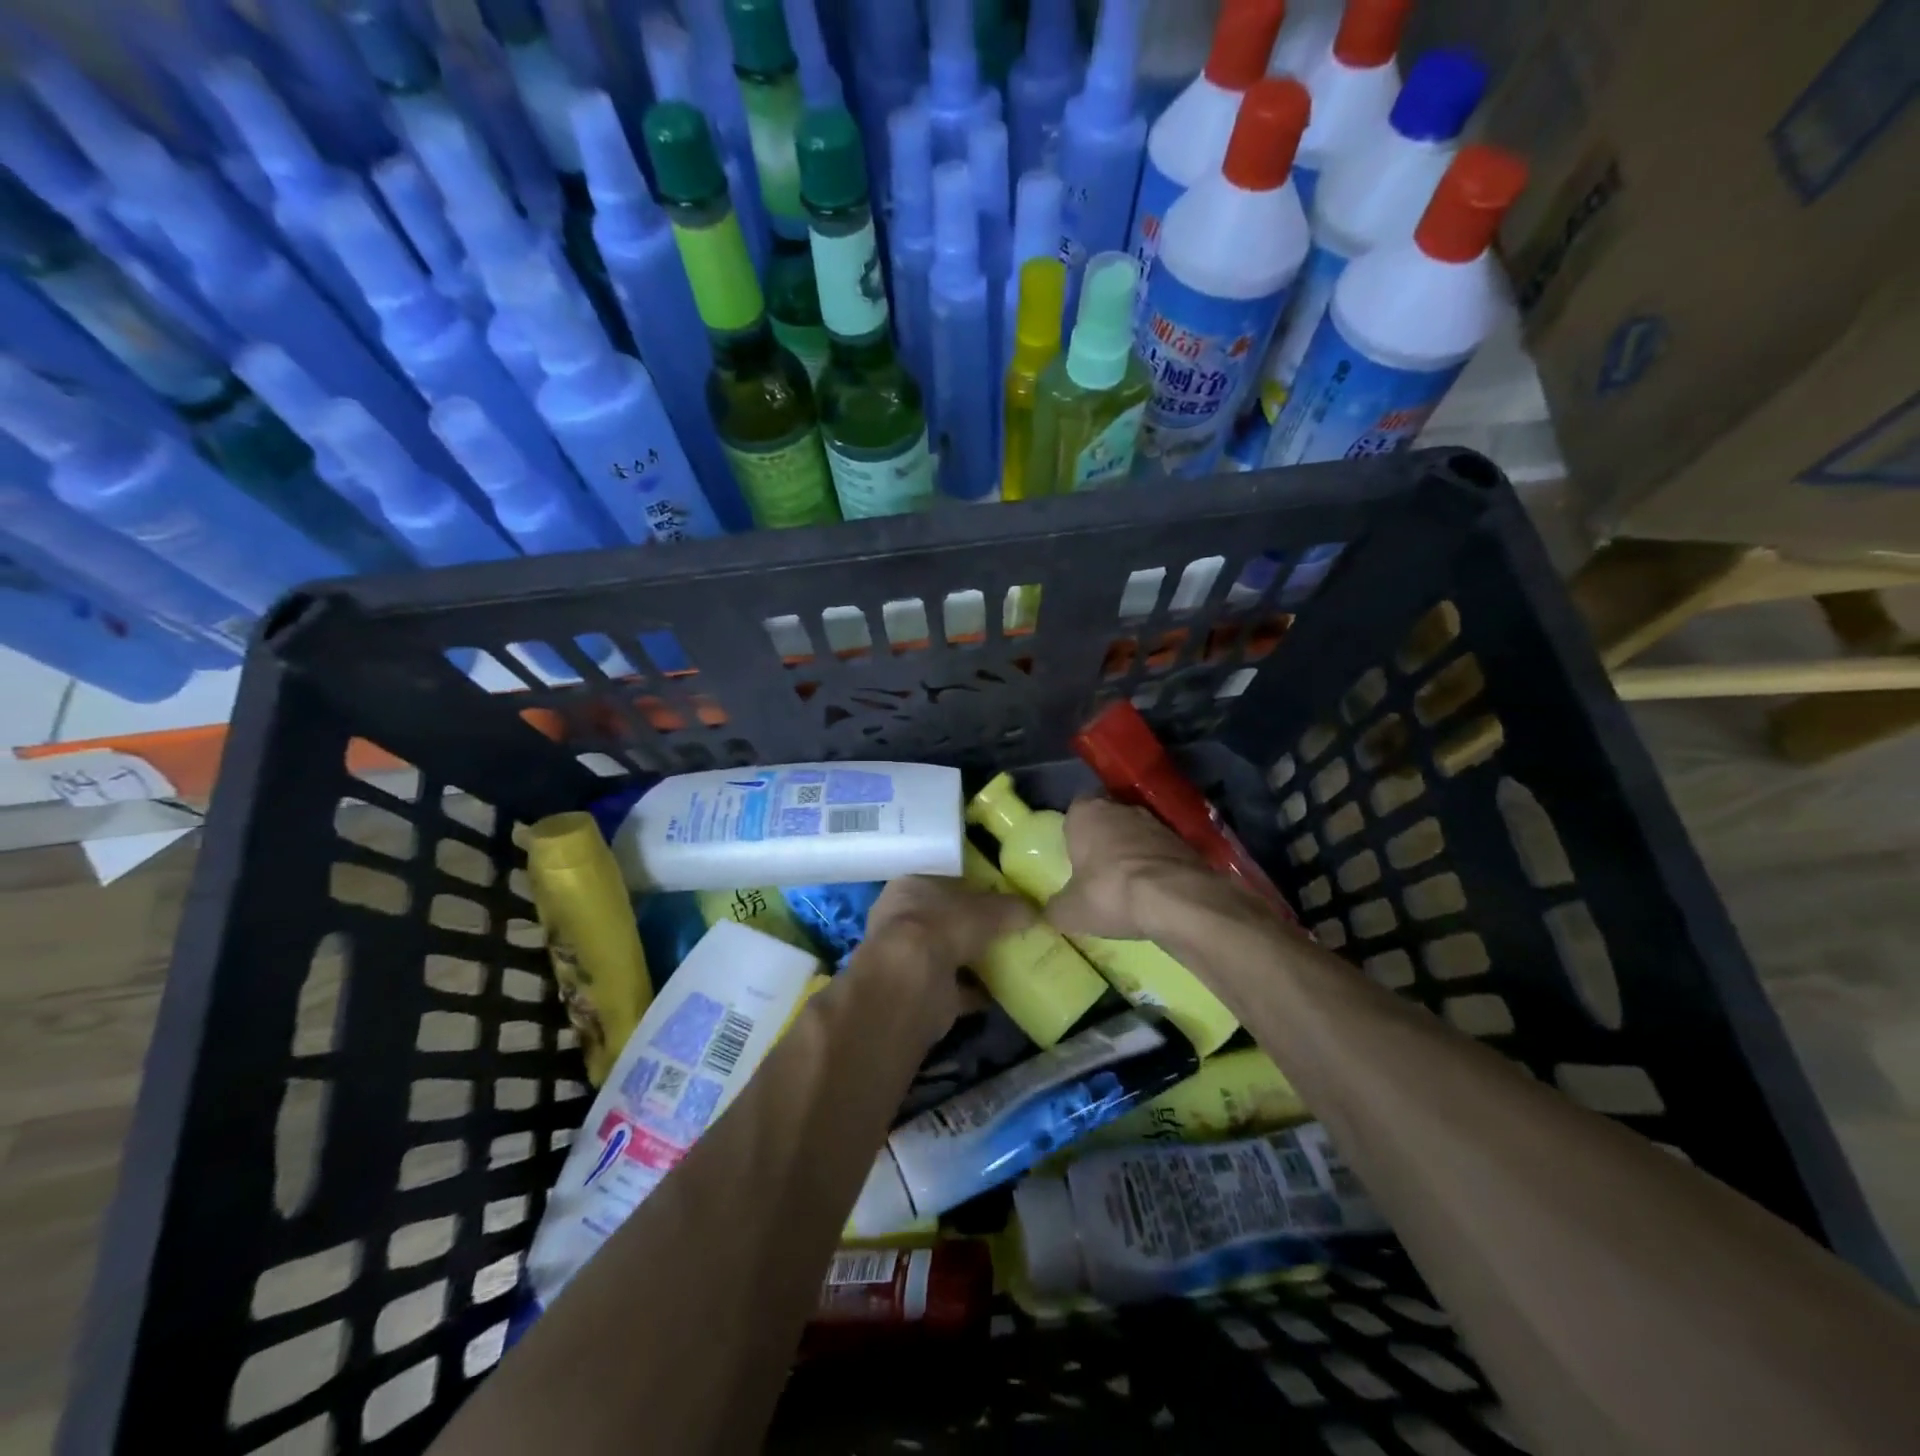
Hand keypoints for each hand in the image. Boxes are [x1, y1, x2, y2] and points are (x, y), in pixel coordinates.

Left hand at [858, 876, 1035, 1027]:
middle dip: (973, 927)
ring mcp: (906, 958)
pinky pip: (952, 988)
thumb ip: (1010, 908)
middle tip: (1008, 931)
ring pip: (947, 953)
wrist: (912, 981)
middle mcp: (902, 919)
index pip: (945, 882)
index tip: (1000, 899)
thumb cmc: (943, 925)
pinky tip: (999, 993)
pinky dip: (973, 991)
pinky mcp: (917, 991)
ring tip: (1009, 962)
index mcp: (910, 886)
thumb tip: (1033, 910)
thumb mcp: (987, 908)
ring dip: (973, 960)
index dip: (973, 889)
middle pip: (946, 919)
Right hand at [1046, 797, 1215, 940]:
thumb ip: (1056, 908)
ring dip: (1132, 854)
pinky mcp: (1183, 841)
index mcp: (1086, 812)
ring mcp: (1156, 822)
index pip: (1074, 811)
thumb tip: (1052, 912)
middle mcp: (1120, 808)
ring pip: (1136, 834)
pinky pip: (1160, 852)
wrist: (1176, 899)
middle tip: (1098, 873)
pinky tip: (1153, 893)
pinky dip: (1156, 867)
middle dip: (1103, 841)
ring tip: (1128, 887)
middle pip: (1107, 820)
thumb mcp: (1069, 911)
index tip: (1074, 858)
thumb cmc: (1110, 893)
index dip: (1074, 834)